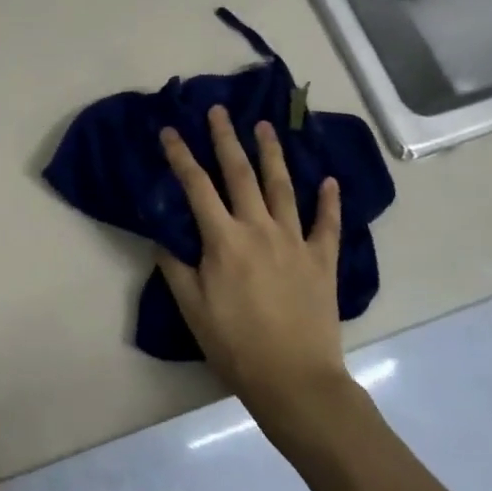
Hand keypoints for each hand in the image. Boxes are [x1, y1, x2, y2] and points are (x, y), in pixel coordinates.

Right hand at [155, 105, 350, 432]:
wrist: (295, 380)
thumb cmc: (235, 345)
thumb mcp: (192, 308)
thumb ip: (175, 267)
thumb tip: (162, 234)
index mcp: (224, 240)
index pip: (197, 186)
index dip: (181, 156)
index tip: (170, 131)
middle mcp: (259, 229)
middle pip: (240, 174)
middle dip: (226, 139)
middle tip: (219, 111)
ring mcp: (295, 241)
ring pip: (282, 187)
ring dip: (272, 154)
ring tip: (265, 127)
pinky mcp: (322, 260)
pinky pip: (328, 224)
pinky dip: (329, 201)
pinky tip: (330, 181)